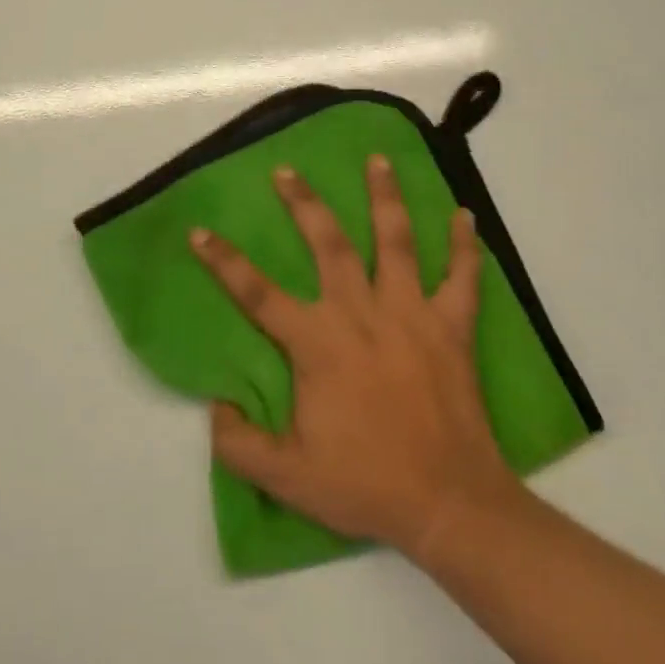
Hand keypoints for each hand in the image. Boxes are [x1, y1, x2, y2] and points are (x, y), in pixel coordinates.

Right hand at [190, 157, 524, 558]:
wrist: (449, 504)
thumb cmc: (366, 484)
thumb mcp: (287, 478)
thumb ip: (239, 443)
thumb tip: (215, 407)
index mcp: (318, 343)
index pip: (257, 293)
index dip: (223, 261)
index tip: (200, 231)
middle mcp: (361, 313)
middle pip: (329, 244)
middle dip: (304, 203)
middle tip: (287, 170)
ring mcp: (411, 314)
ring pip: (396, 242)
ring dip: (385, 197)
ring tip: (377, 159)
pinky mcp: (452, 328)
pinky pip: (462, 278)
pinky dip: (464, 246)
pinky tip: (463, 215)